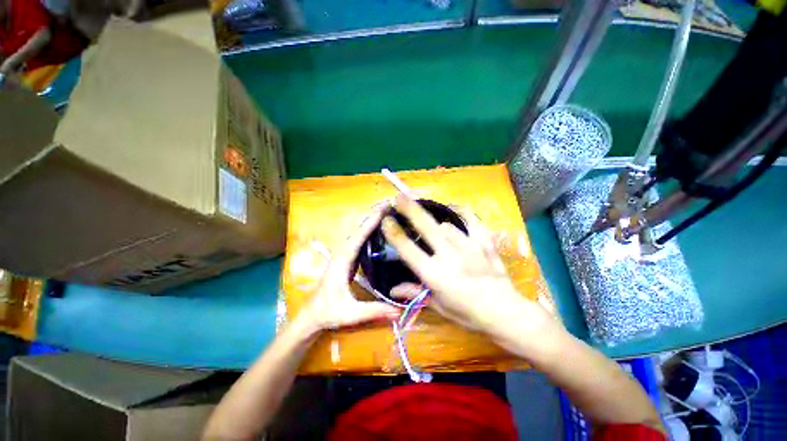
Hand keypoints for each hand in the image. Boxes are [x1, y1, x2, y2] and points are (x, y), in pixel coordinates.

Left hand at [298, 206, 400, 332]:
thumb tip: (400, 309)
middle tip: (390, 208)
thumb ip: (374, 310)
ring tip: (387, 214)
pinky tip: (379, 232)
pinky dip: (369, 233)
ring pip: (358, 235)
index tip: (383, 211)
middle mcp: (342, 254)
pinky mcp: (347, 260)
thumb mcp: (351, 313)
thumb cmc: (328, 312)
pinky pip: (359, 243)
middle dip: (373, 218)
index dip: (370, 224)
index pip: (357, 238)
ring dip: (371, 223)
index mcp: (342, 262)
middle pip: (358, 231)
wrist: (311, 316)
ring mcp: (344, 256)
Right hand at [382, 195, 558, 339]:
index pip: (408, 249)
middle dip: (409, 209)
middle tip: (399, 197)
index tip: (387, 220)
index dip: (394, 232)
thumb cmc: (467, 312)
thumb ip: (414, 293)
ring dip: (436, 224)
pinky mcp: (484, 242)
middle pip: (425, 226)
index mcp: (434, 274)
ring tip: (434, 227)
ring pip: (446, 225)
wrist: (504, 311)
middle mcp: (448, 256)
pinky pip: (471, 220)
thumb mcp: (438, 305)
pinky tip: (454, 208)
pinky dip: (462, 212)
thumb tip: (392, 291)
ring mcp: (468, 246)